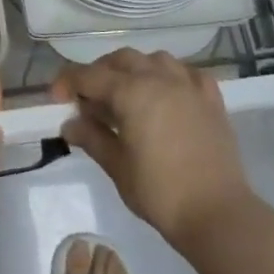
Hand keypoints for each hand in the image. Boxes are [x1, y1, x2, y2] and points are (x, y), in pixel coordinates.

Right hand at [56, 50, 255, 247]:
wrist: (218, 214)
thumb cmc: (160, 192)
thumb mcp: (117, 166)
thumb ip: (92, 138)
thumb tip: (69, 124)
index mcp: (131, 92)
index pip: (89, 76)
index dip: (67, 83)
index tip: (56, 99)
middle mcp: (159, 78)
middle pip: (121, 60)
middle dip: (99, 73)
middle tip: (88, 99)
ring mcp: (189, 86)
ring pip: (155, 60)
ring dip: (135, 69)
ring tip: (127, 93)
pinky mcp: (211, 99)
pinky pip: (187, 73)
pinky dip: (172, 77)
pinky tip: (167, 94)